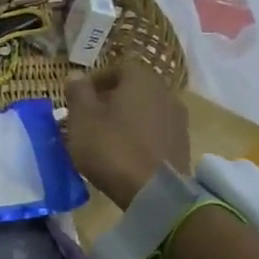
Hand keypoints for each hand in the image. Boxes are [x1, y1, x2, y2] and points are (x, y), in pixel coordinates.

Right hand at [63, 62, 189, 206]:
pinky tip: (125, 153)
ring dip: (125, 119)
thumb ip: (77, 92)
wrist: (155, 191)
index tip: (78, 99)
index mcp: (141, 79)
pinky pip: (154, 131)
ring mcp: (178, 118)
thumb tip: (76, 75)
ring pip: (144, 111)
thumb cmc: (112, 148)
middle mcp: (165, 92)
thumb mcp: (82, 118)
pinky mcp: (182, 143)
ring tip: (105, 138)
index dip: (95, 81)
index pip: (117, 68)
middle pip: (132, 89)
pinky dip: (139, 136)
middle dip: (109, 100)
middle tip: (88, 119)